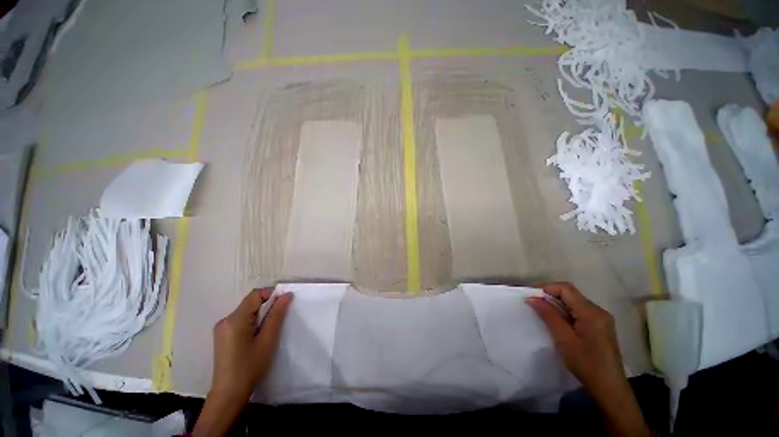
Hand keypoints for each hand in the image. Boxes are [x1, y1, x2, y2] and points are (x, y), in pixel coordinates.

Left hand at [194, 288, 292, 436]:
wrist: (229, 393)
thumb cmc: (250, 366)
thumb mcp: (268, 339)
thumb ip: (277, 314)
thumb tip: (287, 294)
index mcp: (235, 319)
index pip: (255, 295)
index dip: (271, 294)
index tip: (283, 305)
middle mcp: (225, 320)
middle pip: (250, 302)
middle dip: (266, 306)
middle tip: (277, 320)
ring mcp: (221, 328)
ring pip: (246, 311)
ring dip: (260, 315)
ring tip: (268, 330)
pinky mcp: (222, 335)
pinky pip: (240, 320)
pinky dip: (252, 321)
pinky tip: (256, 336)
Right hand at [526, 282, 648, 436]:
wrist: (609, 388)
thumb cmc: (586, 363)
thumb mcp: (564, 339)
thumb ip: (549, 315)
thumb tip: (532, 298)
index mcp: (591, 312)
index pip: (566, 289)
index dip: (546, 287)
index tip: (529, 294)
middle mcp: (598, 310)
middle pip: (570, 293)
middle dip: (549, 294)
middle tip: (532, 301)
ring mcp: (600, 318)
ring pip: (573, 301)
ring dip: (555, 303)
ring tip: (539, 309)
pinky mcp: (599, 325)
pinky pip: (578, 310)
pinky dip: (564, 311)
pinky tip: (555, 319)